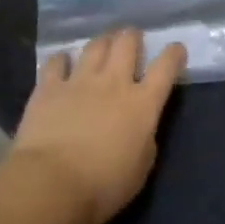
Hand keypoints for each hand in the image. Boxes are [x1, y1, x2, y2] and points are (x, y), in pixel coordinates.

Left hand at [11, 29, 187, 223]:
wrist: (51, 184)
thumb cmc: (103, 186)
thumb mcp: (141, 168)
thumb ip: (144, 139)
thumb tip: (140, 127)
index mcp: (142, 104)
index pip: (165, 67)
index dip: (173, 54)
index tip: (175, 50)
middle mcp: (113, 83)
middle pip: (127, 43)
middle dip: (132, 37)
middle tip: (132, 40)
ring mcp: (79, 81)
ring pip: (95, 46)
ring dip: (102, 42)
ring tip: (103, 44)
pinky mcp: (48, 87)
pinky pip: (56, 62)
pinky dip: (62, 60)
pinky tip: (62, 62)